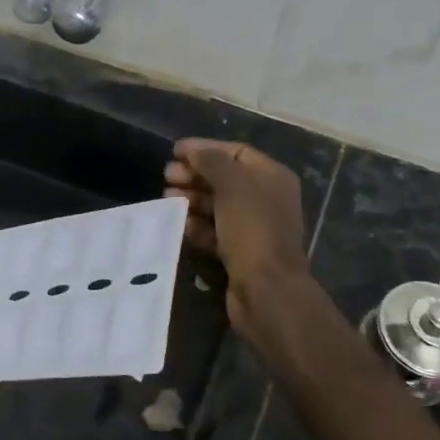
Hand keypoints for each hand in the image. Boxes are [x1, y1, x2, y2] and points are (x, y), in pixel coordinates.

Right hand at [164, 138, 309, 331]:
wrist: (267, 290)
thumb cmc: (252, 230)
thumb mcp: (233, 187)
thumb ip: (211, 162)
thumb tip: (192, 150)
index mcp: (272, 177)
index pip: (236, 152)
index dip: (205, 148)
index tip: (174, 151)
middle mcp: (265, 199)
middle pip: (225, 178)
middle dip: (195, 175)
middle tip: (166, 176)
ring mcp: (253, 228)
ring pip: (217, 206)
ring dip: (191, 200)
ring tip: (167, 198)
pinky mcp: (240, 253)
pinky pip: (215, 232)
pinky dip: (197, 226)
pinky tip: (179, 224)